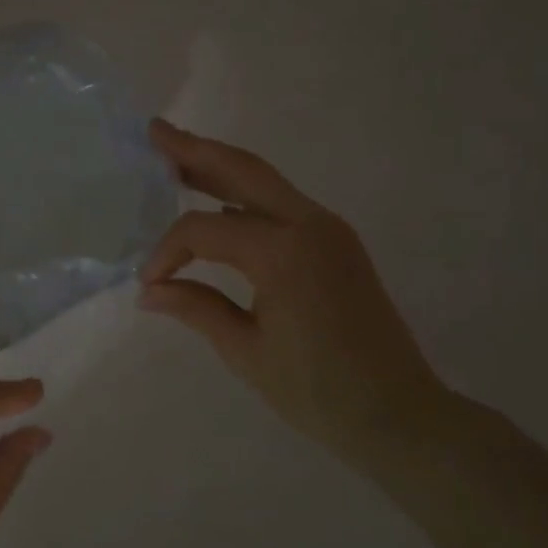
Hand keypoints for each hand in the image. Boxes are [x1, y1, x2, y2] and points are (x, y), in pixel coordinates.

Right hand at [138, 119, 448, 456]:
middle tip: (154, 131)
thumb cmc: (317, 391)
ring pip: (264, 180)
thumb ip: (195, 307)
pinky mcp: (335, 242)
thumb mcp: (245, 351)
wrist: (400, 416)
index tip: (148, 283)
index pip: (204, 229)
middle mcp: (309, 225)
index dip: (167, 251)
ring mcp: (328, 229)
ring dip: (220, 164)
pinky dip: (243, 193)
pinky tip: (217, 199)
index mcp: (284, 253)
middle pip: (242, 170)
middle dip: (195, 149)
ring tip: (176, 153)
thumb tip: (148, 290)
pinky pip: (280, 204)